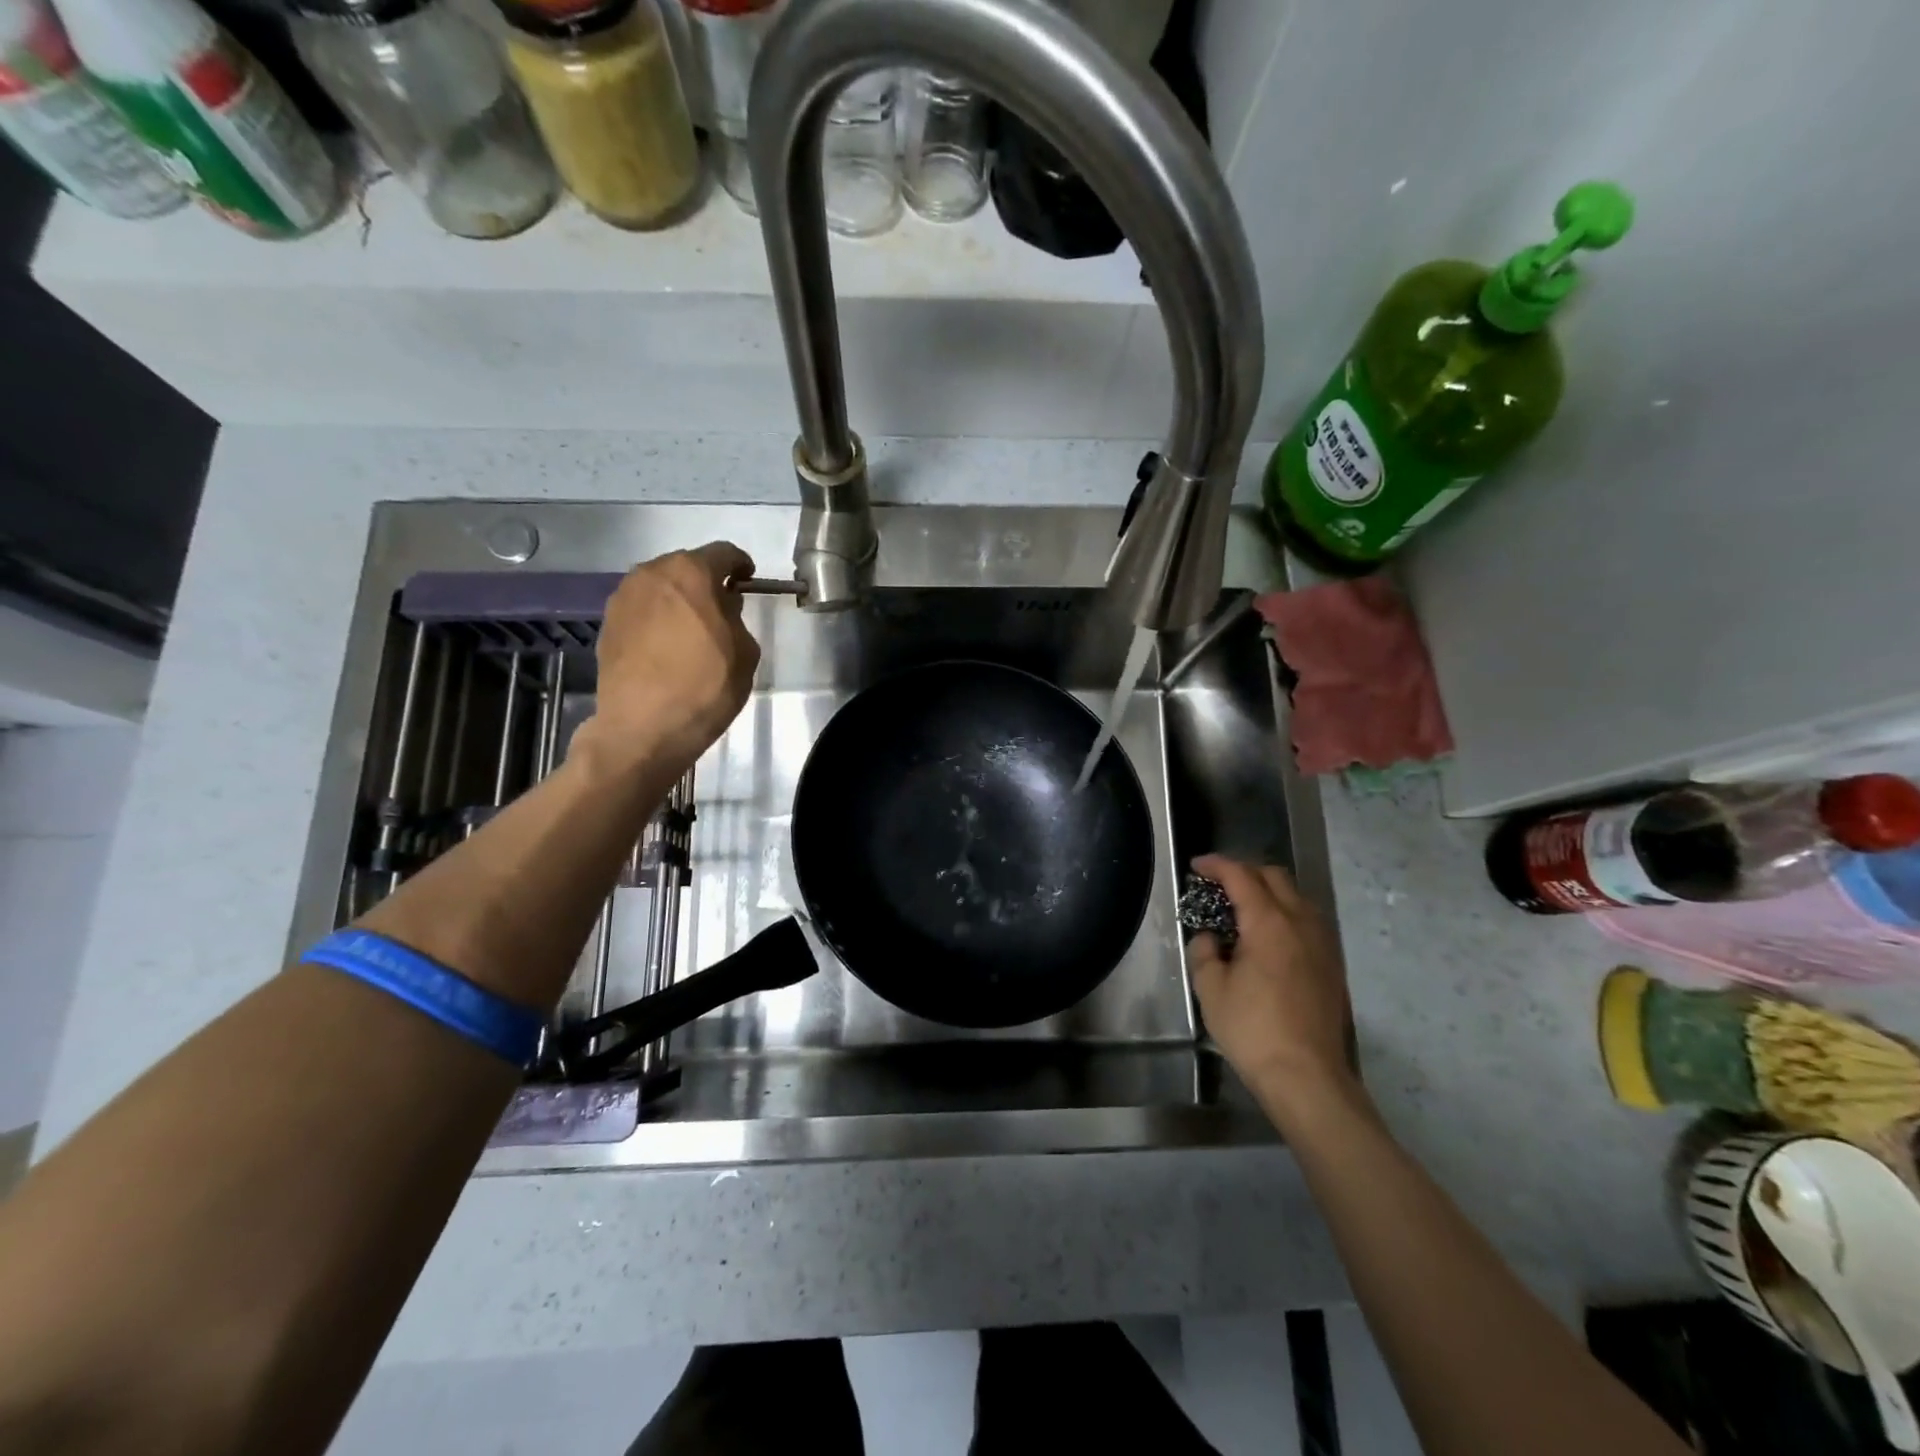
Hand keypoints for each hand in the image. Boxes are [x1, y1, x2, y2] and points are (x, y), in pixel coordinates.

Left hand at [577, 543, 761, 777]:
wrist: (643, 728)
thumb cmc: (705, 687)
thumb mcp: (744, 652)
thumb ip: (736, 618)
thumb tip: (722, 607)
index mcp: (690, 573)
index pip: (723, 553)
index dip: (740, 565)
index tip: (748, 580)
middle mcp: (651, 574)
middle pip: (686, 567)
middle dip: (706, 583)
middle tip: (721, 609)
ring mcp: (623, 598)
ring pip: (660, 588)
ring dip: (679, 601)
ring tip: (693, 630)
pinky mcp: (607, 625)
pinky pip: (642, 611)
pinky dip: (657, 619)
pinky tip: (667, 647)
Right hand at [1189, 855, 1362, 1122]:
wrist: (1308, 1077)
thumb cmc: (1253, 1029)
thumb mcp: (1211, 989)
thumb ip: (1204, 952)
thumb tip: (1209, 937)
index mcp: (1268, 922)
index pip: (1241, 876)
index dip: (1216, 865)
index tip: (1197, 866)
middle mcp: (1301, 923)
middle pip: (1274, 877)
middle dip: (1244, 872)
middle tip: (1218, 885)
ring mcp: (1322, 943)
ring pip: (1296, 897)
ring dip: (1268, 892)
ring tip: (1243, 909)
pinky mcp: (1332, 965)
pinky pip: (1307, 920)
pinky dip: (1285, 913)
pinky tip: (1268, 937)